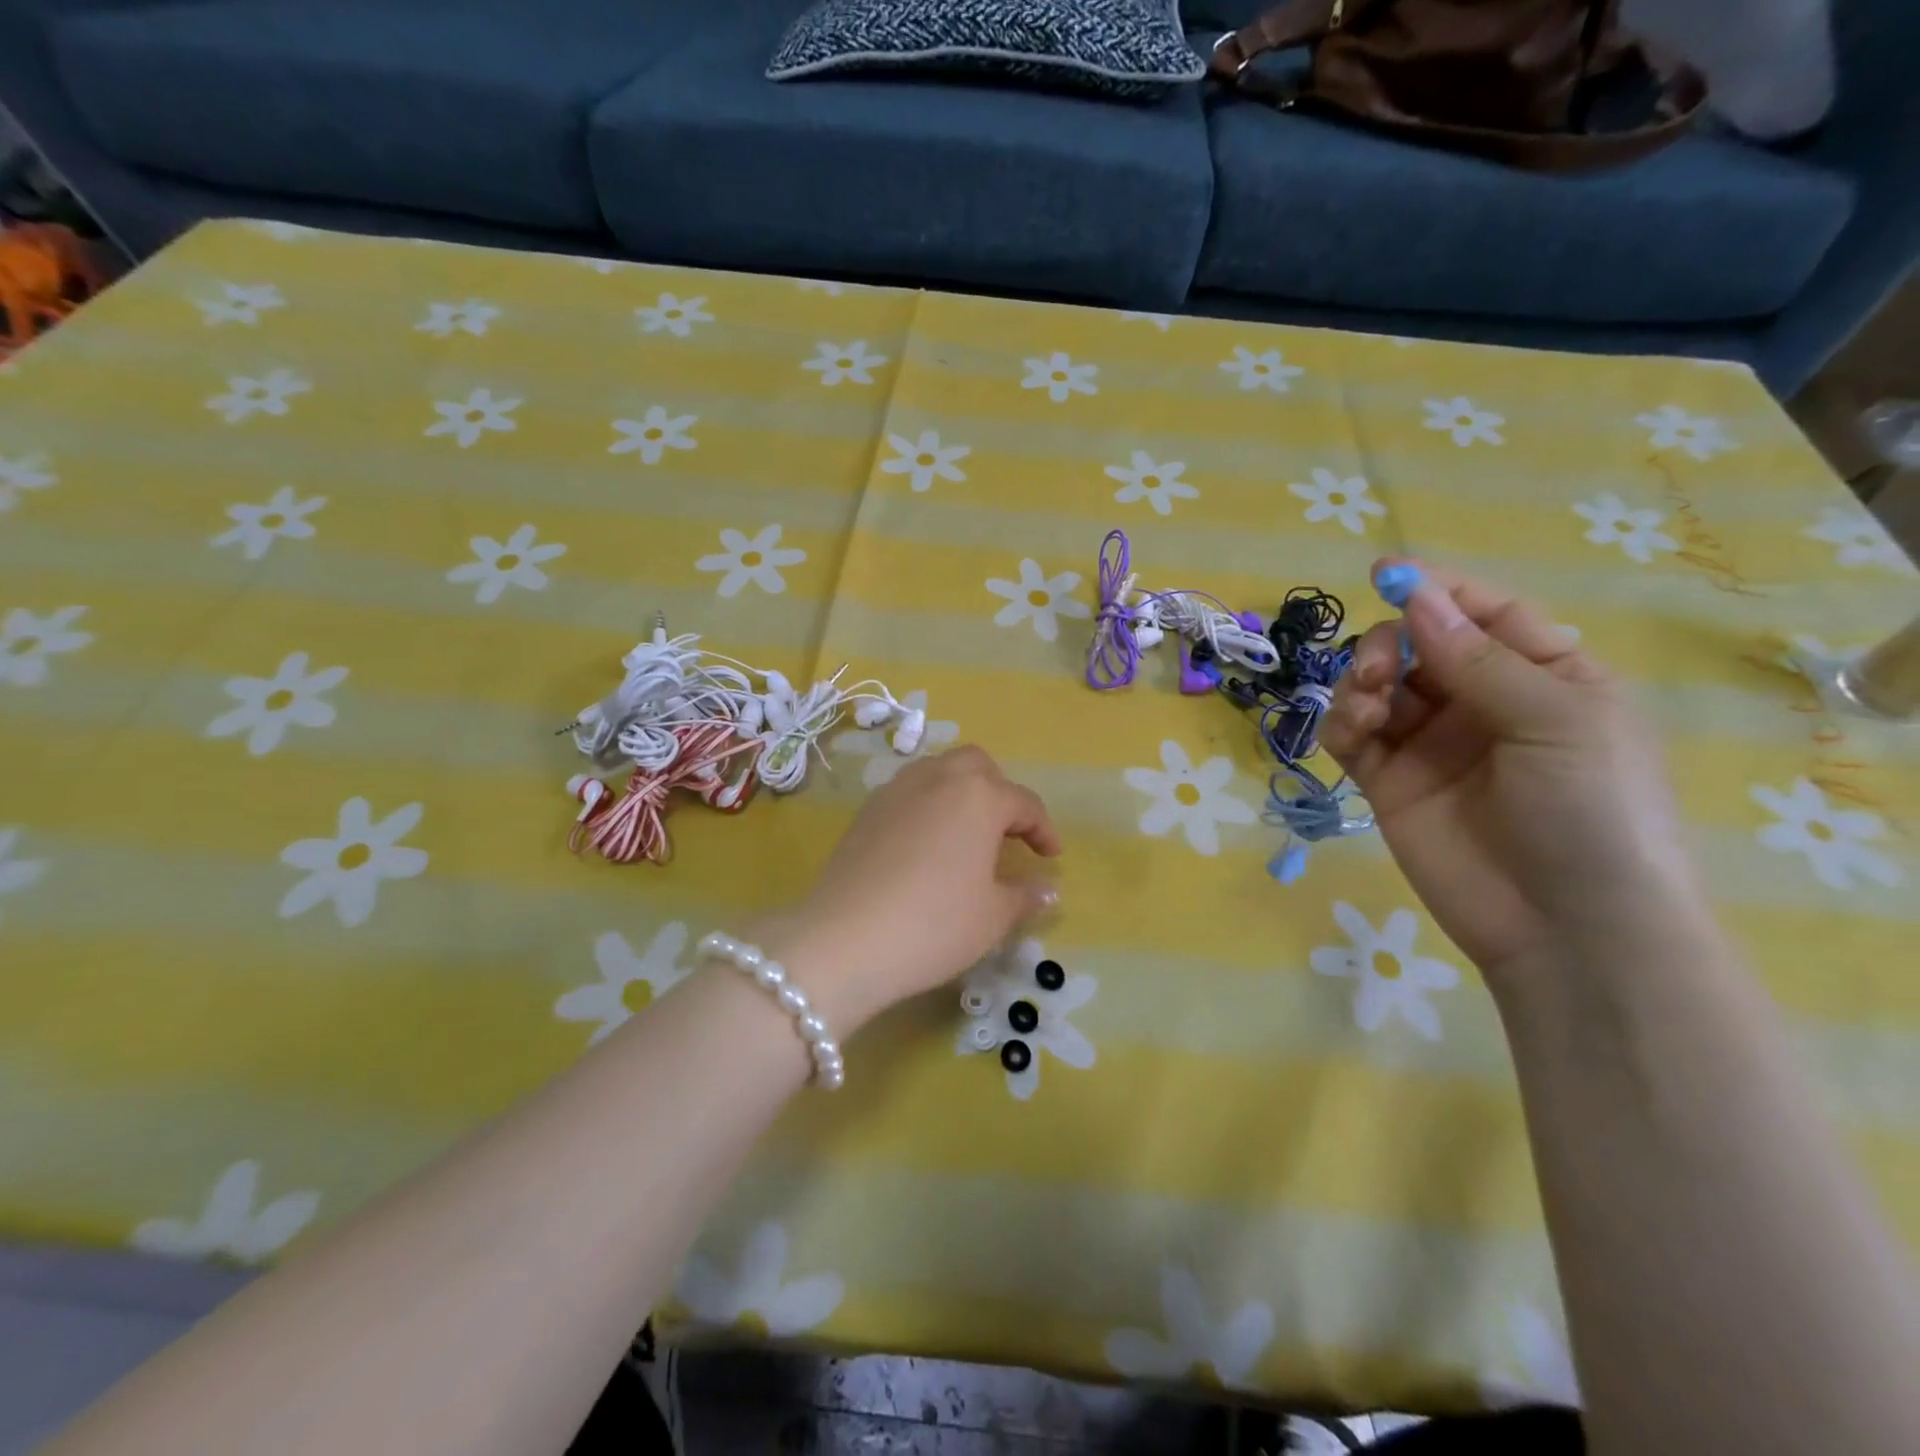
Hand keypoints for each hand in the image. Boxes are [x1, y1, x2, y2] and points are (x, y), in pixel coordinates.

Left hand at [760, 746, 1061, 1031]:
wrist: (844, 939)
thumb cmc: (934, 924)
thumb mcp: (992, 916)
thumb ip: (1025, 895)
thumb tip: (1048, 889)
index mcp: (979, 796)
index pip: (1024, 802)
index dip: (1044, 830)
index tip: (1051, 857)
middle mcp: (938, 778)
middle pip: (978, 767)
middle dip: (1000, 793)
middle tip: (1007, 834)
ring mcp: (896, 790)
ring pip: (939, 773)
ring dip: (961, 794)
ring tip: (967, 835)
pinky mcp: (866, 811)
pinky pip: (909, 794)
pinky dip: (927, 807)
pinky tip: (926, 846)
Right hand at [1321, 562, 1702, 982]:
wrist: (1567, 928)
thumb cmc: (1593, 811)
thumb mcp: (1556, 719)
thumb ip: (1478, 659)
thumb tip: (1415, 597)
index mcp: (1544, 677)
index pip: (1484, 615)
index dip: (1437, 590)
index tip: (1384, 572)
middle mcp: (1482, 703)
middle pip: (1418, 645)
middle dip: (1389, 644)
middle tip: (1379, 669)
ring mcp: (1431, 744)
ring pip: (1378, 686)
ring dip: (1361, 681)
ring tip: (1366, 706)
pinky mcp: (1389, 782)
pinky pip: (1353, 735)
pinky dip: (1343, 722)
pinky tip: (1352, 730)